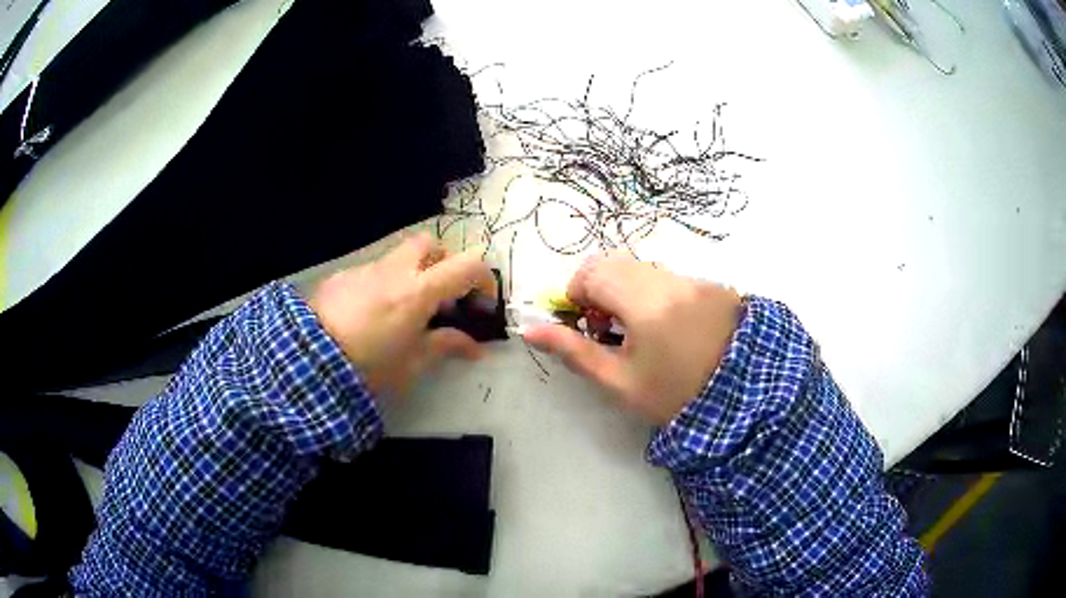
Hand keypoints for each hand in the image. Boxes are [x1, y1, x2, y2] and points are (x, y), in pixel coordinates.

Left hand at [309, 233, 494, 395]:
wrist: (308, 361)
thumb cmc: (368, 367)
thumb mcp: (412, 363)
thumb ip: (445, 346)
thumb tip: (474, 346)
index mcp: (418, 292)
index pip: (467, 265)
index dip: (484, 280)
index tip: (481, 304)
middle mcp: (394, 271)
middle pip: (430, 243)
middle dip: (443, 263)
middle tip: (442, 296)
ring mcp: (365, 270)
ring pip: (398, 257)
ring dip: (411, 274)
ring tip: (403, 311)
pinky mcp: (341, 277)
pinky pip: (371, 271)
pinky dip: (382, 285)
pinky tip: (369, 315)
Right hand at [522, 253, 742, 424]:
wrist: (744, 400)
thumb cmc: (674, 395)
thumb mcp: (620, 381)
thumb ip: (574, 351)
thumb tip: (529, 330)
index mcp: (644, 301)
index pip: (593, 272)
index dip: (577, 293)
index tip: (584, 324)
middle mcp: (669, 279)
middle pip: (616, 263)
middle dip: (600, 289)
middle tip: (607, 328)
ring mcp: (694, 280)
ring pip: (643, 268)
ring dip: (627, 289)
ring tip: (639, 330)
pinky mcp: (713, 286)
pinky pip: (670, 277)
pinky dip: (655, 292)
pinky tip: (669, 326)